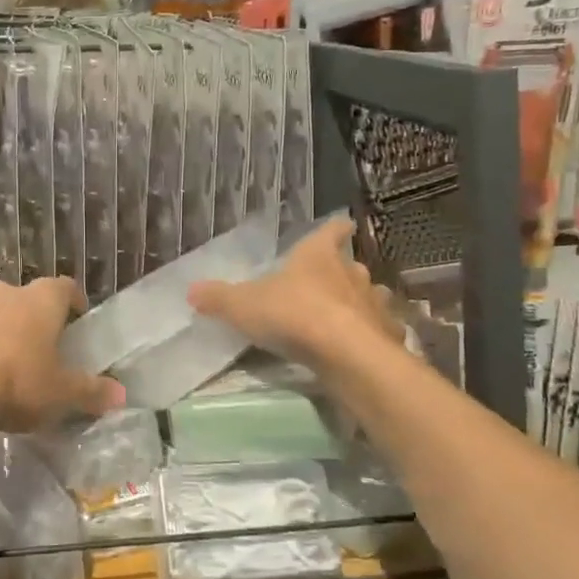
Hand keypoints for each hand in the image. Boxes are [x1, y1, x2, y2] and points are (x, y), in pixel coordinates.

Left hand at [0, 278, 125, 435]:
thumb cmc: (18, 382)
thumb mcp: (63, 393)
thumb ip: (92, 391)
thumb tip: (121, 395)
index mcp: (42, 299)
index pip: (66, 287)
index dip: (75, 303)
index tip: (79, 321)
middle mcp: (8, 292)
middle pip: (29, 299)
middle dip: (38, 319)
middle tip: (46, 347)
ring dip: (5, 330)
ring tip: (12, 362)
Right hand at [188, 216, 396, 368]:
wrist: (345, 353)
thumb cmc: (293, 315)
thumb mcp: (243, 306)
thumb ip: (219, 298)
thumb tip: (191, 290)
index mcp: (318, 255)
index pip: (331, 231)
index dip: (334, 228)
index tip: (341, 225)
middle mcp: (351, 272)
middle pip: (351, 264)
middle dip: (342, 271)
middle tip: (329, 281)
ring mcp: (373, 302)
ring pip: (371, 294)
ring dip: (361, 301)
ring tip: (348, 314)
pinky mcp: (387, 333)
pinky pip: (382, 328)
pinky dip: (375, 333)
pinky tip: (366, 344)